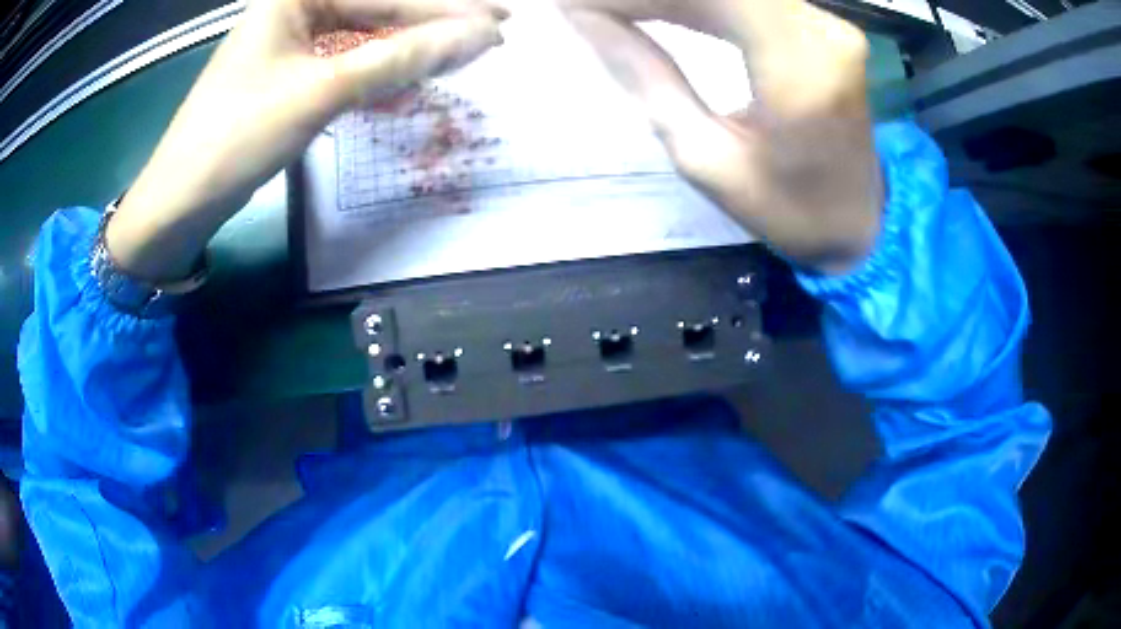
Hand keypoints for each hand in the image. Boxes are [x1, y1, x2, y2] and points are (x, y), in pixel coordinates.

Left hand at [109, 0, 506, 281]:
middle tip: (491, 34)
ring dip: (408, 50)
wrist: (180, 200)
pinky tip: (408, 79)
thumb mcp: (321, 92)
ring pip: (364, 36)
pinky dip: (377, 72)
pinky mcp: (288, 72)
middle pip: (377, 10)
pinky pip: (345, 61)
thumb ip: (400, 59)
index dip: (446, 11)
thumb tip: (476, 37)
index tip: (499, 23)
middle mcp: (294, 8)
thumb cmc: (237, 137)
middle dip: (431, 25)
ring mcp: (290, 41)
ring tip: (459, 56)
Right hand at [559, 0, 881, 273]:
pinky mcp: (817, 23)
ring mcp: (823, 21)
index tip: (568, 4)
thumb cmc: (790, 211)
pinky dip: (692, 0)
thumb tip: (585, 18)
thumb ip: (645, 76)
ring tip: (606, 10)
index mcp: (800, 65)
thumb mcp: (706, 160)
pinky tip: (650, 6)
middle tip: (579, 6)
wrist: (864, 221)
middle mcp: (819, 27)